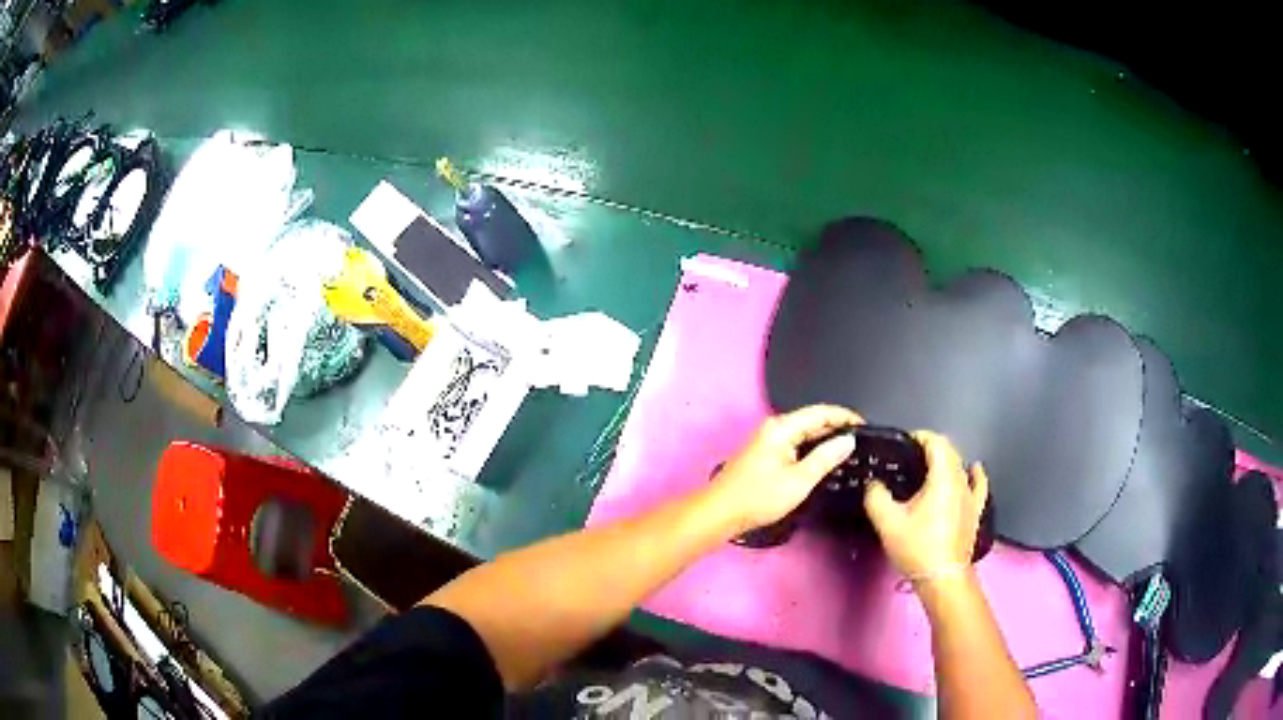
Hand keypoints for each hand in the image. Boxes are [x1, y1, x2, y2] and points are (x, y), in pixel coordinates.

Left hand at [709, 405, 861, 534]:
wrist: (720, 513)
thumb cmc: (758, 497)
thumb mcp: (799, 480)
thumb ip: (825, 458)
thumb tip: (848, 440)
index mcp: (782, 427)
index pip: (821, 412)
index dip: (845, 416)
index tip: (866, 426)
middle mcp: (774, 427)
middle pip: (813, 420)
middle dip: (837, 428)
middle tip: (862, 441)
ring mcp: (769, 439)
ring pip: (805, 432)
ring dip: (825, 439)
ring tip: (849, 450)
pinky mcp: (766, 453)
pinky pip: (796, 443)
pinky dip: (812, 448)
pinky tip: (825, 460)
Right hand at [863, 430, 988, 579]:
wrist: (942, 577)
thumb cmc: (917, 547)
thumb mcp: (887, 522)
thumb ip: (876, 496)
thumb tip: (874, 484)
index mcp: (942, 477)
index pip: (936, 442)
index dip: (919, 437)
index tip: (902, 444)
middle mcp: (960, 480)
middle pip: (949, 452)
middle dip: (929, 448)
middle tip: (908, 458)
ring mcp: (971, 496)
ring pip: (960, 467)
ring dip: (945, 462)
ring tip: (928, 469)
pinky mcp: (975, 511)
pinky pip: (978, 485)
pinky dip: (974, 474)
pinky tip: (974, 470)